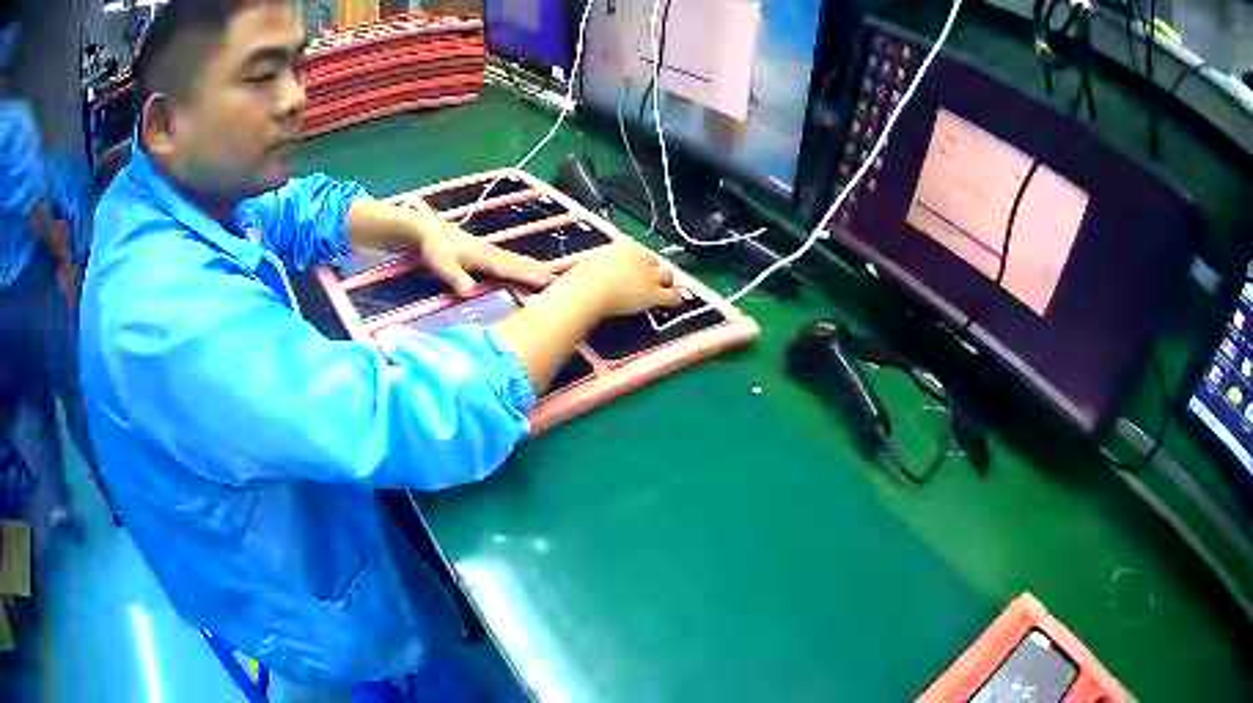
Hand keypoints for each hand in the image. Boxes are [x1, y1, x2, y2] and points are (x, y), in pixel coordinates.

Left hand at [417, 216, 553, 294]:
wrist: (426, 231)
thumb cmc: (434, 250)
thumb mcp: (443, 266)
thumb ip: (457, 279)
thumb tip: (471, 292)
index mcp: (483, 257)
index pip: (510, 268)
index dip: (528, 275)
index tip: (546, 281)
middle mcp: (490, 252)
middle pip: (518, 262)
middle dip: (537, 270)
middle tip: (557, 278)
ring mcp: (488, 250)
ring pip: (515, 259)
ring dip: (532, 266)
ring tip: (549, 272)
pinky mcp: (484, 250)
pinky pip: (508, 258)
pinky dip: (521, 262)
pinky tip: (524, 265)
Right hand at [566, 239, 682, 316]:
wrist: (588, 290)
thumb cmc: (580, 278)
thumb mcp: (584, 261)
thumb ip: (591, 261)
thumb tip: (580, 263)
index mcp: (623, 245)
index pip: (635, 247)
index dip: (635, 257)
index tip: (632, 264)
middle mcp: (640, 256)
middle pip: (653, 259)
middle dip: (652, 268)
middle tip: (649, 276)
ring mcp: (649, 275)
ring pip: (667, 275)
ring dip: (666, 281)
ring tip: (667, 286)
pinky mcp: (654, 294)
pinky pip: (671, 296)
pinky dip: (674, 299)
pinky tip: (675, 301)